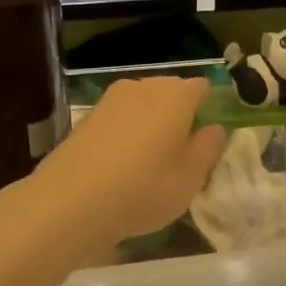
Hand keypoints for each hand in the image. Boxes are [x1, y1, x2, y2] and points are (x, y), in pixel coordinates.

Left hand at [25, 76, 226, 258]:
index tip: (210, 134)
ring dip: (150, 123)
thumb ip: (208, 148)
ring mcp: (111, 100)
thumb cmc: (144, 186)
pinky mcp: (87, 118)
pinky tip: (123, 163)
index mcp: (175, 95)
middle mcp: (143, 87)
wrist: (71, 199)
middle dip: (179, 113)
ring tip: (152, 159)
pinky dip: (126, 134)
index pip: (202, 87)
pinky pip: (119, 119)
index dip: (209, 106)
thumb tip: (214, 128)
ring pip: (142, 104)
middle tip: (183, 150)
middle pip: (170, 91)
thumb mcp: (191, 177)